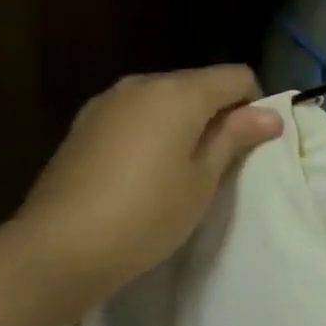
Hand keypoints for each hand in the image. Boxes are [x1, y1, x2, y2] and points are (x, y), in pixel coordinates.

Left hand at [9, 67, 281, 303]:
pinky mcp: (84, 122)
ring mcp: (109, 101)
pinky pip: (136, 112)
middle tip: (218, 162)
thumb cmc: (145, 215)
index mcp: (180, 92)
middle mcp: (144, 83)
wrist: (55, 250)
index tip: (249, 145)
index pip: (237, 76)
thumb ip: (235, 137)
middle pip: (200, 83)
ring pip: (166, 97)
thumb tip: (270, 114)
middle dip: (218, 112)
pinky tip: (142, 169)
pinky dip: (152, 128)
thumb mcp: (203, 180)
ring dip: (184, 120)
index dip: (254, 105)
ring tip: (179, 167)